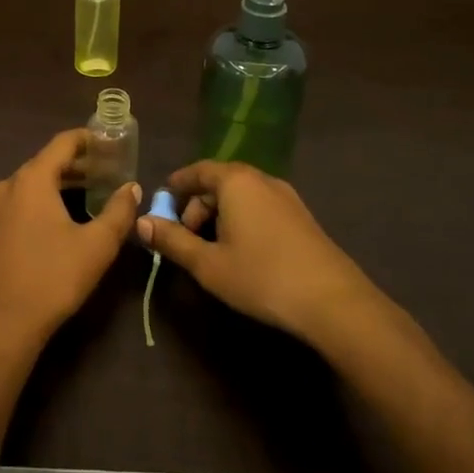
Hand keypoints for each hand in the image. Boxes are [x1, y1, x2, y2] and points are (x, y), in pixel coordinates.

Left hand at [0, 129, 140, 358]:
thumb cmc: (52, 279)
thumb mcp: (97, 246)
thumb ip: (119, 211)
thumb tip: (132, 188)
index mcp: (32, 179)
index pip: (62, 143)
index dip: (88, 140)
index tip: (108, 143)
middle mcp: (6, 185)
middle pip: (44, 163)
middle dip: (75, 166)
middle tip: (104, 174)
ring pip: (27, 185)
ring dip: (54, 185)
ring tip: (81, 197)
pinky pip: (13, 205)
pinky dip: (34, 203)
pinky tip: (48, 223)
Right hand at [135, 160, 380, 348]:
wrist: (333, 302)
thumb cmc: (261, 276)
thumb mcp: (207, 263)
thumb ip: (172, 240)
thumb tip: (140, 221)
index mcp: (235, 181)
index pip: (197, 170)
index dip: (176, 186)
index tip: (160, 204)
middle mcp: (261, 179)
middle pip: (219, 182)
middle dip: (196, 206)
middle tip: (184, 237)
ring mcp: (286, 197)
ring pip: (241, 196)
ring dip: (219, 215)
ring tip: (210, 249)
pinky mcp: (302, 217)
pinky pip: (260, 207)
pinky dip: (242, 220)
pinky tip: (241, 253)